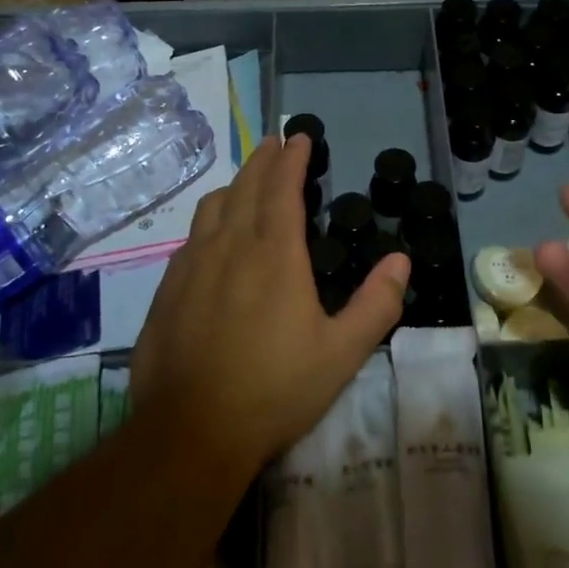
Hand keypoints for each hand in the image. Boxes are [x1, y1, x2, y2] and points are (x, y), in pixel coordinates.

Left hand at [130, 134, 409, 473]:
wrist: (191, 431)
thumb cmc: (275, 389)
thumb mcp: (342, 353)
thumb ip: (376, 304)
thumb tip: (401, 261)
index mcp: (274, 255)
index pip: (282, 188)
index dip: (291, 158)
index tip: (298, 136)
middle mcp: (229, 247)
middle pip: (244, 187)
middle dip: (261, 160)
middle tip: (273, 143)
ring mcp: (192, 267)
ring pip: (212, 208)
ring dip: (233, 186)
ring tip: (246, 183)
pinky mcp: (167, 290)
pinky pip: (190, 238)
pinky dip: (209, 221)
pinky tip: (212, 237)